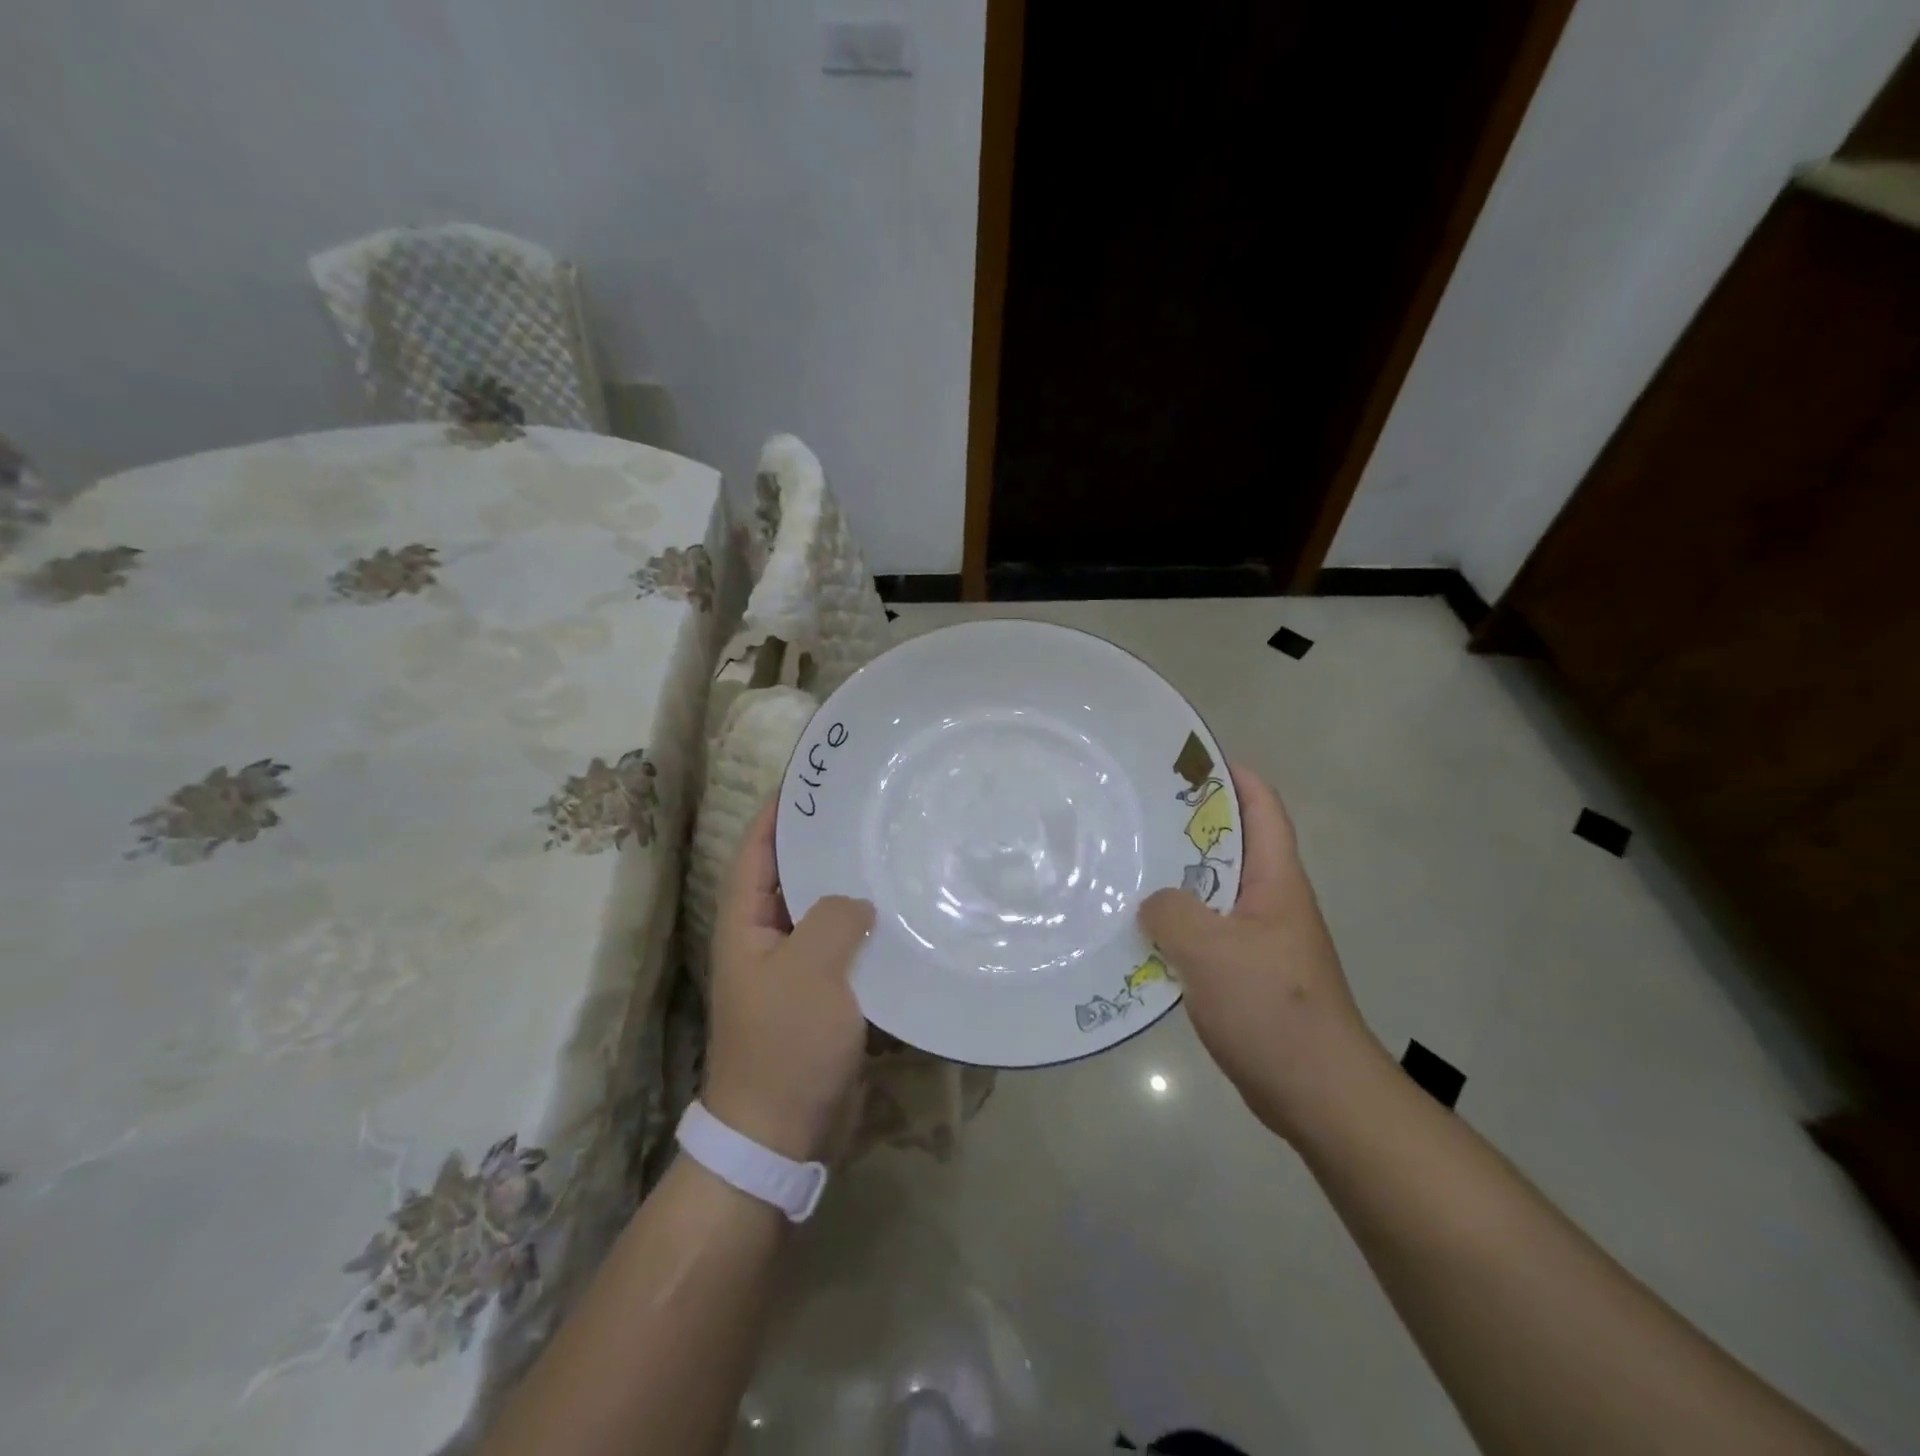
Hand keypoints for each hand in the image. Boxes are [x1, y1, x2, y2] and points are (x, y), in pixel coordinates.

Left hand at [703, 801, 875, 1161]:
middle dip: (821, 843)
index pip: (758, 851)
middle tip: (866, 810)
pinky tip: (900, 915)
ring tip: (889, 852)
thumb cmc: (786, 1045)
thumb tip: (856, 901)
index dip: (779, 813)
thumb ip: (834, 917)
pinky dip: (865, 930)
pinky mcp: (821, 997)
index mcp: (745, 925)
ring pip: (821, 912)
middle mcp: (764, 940)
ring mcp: (793, 971)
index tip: (812, 780)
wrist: (782, 1135)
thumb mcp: (810, 969)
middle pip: (791, 876)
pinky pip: (843, 948)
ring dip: (848, 886)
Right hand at [1140, 763, 1386, 1141]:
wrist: (1319, 1093)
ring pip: (1214, 891)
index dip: (1233, 777)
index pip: (1264, 809)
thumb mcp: (1212, 952)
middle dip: (1189, 825)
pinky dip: (1176, 923)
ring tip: (1127, 864)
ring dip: (1177, 878)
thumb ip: (1172, 912)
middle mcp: (1271, 902)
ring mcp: (1260, 939)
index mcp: (1276, 882)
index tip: (1187, 763)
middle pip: (1233, 846)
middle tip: (1136, 812)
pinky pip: (1206, 932)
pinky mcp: (1247, 973)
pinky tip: (1140, 931)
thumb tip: (1153, 902)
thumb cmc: (1273, 1010)